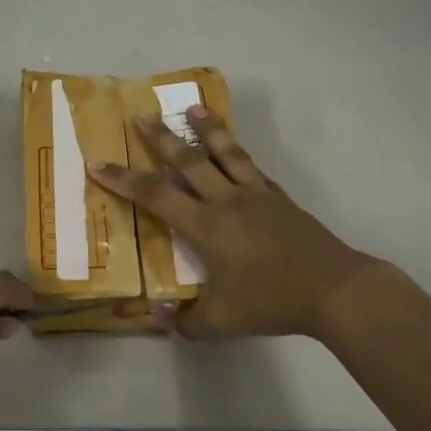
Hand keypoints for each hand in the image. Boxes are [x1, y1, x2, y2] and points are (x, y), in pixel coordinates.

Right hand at [92, 108, 382, 338]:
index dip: (123, 179)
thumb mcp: (221, 322)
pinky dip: (238, 154)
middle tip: (142, 114)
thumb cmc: (271, 302)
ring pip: (226, 153)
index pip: (155, 195)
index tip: (97, 163)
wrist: (333, 289)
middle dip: (161, 137)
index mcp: (206, 226)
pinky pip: (252, 168)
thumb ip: (185, 322)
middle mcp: (227, 201)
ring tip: (193, 108)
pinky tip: (236, 151)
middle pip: (188, 160)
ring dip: (207, 129)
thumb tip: (158, 317)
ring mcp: (257, 195)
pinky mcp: (280, 199)